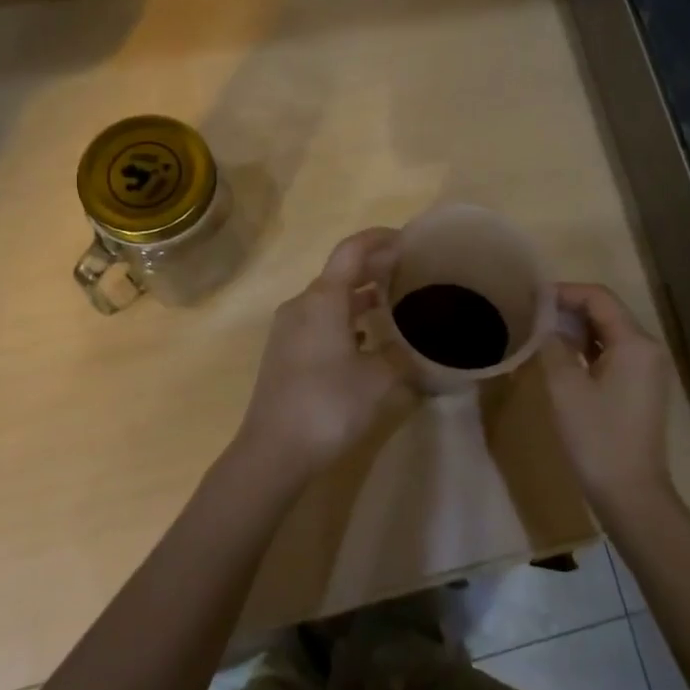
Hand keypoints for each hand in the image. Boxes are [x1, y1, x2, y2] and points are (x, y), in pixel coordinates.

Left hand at [234, 227, 405, 482]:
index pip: (352, 251)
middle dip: (375, 267)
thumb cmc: (328, 405)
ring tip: (394, 303)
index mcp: (323, 299)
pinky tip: (366, 338)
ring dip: (360, 295)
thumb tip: (416, 347)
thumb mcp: (379, 379)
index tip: (409, 239)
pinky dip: (346, 317)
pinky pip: (320, 319)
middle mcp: (302, 304)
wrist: (273, 451)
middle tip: (410, 271)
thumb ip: (401, 354)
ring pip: (330, 298)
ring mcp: (289, 328)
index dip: (380, 238)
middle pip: (341, 272)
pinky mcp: (285, 351)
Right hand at [539, 283, 676, 516]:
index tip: (530, 297)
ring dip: (576, 328)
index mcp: (635, 342)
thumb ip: (553, 345)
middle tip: (531, 313)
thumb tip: (544, 320)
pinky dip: (588, 348)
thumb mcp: (565, 387)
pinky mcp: (641, 387)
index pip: (598, 297)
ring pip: (609, 332)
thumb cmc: (597, 438)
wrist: (631, 494)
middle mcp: (647, 348)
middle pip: (606, 311)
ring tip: (540, 331)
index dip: (564, 292)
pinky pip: (613, 353)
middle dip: (568, 308)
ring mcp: (648, 369)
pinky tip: (562, 356)